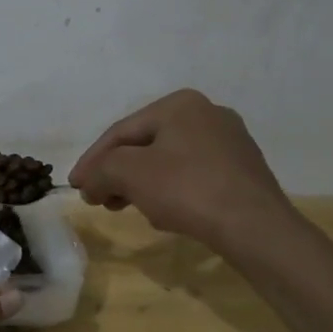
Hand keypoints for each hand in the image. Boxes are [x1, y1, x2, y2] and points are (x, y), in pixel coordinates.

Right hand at [70, 89, 294, 250]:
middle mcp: (208, 113)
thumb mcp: (129, 173)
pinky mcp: (244, 172)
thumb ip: (100, 171)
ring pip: (170, 161)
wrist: (257, 228)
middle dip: (118, 173)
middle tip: (99, 199)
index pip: (122, 130)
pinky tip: (165, 214)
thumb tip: (89, 183)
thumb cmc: (187, 189)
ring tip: (127, 208)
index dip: (92, 160)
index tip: (75, 186)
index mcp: (179, 103)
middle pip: (146, 144)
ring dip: (142, 184)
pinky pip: (194, 176)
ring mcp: (231, 142)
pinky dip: (172, 191)